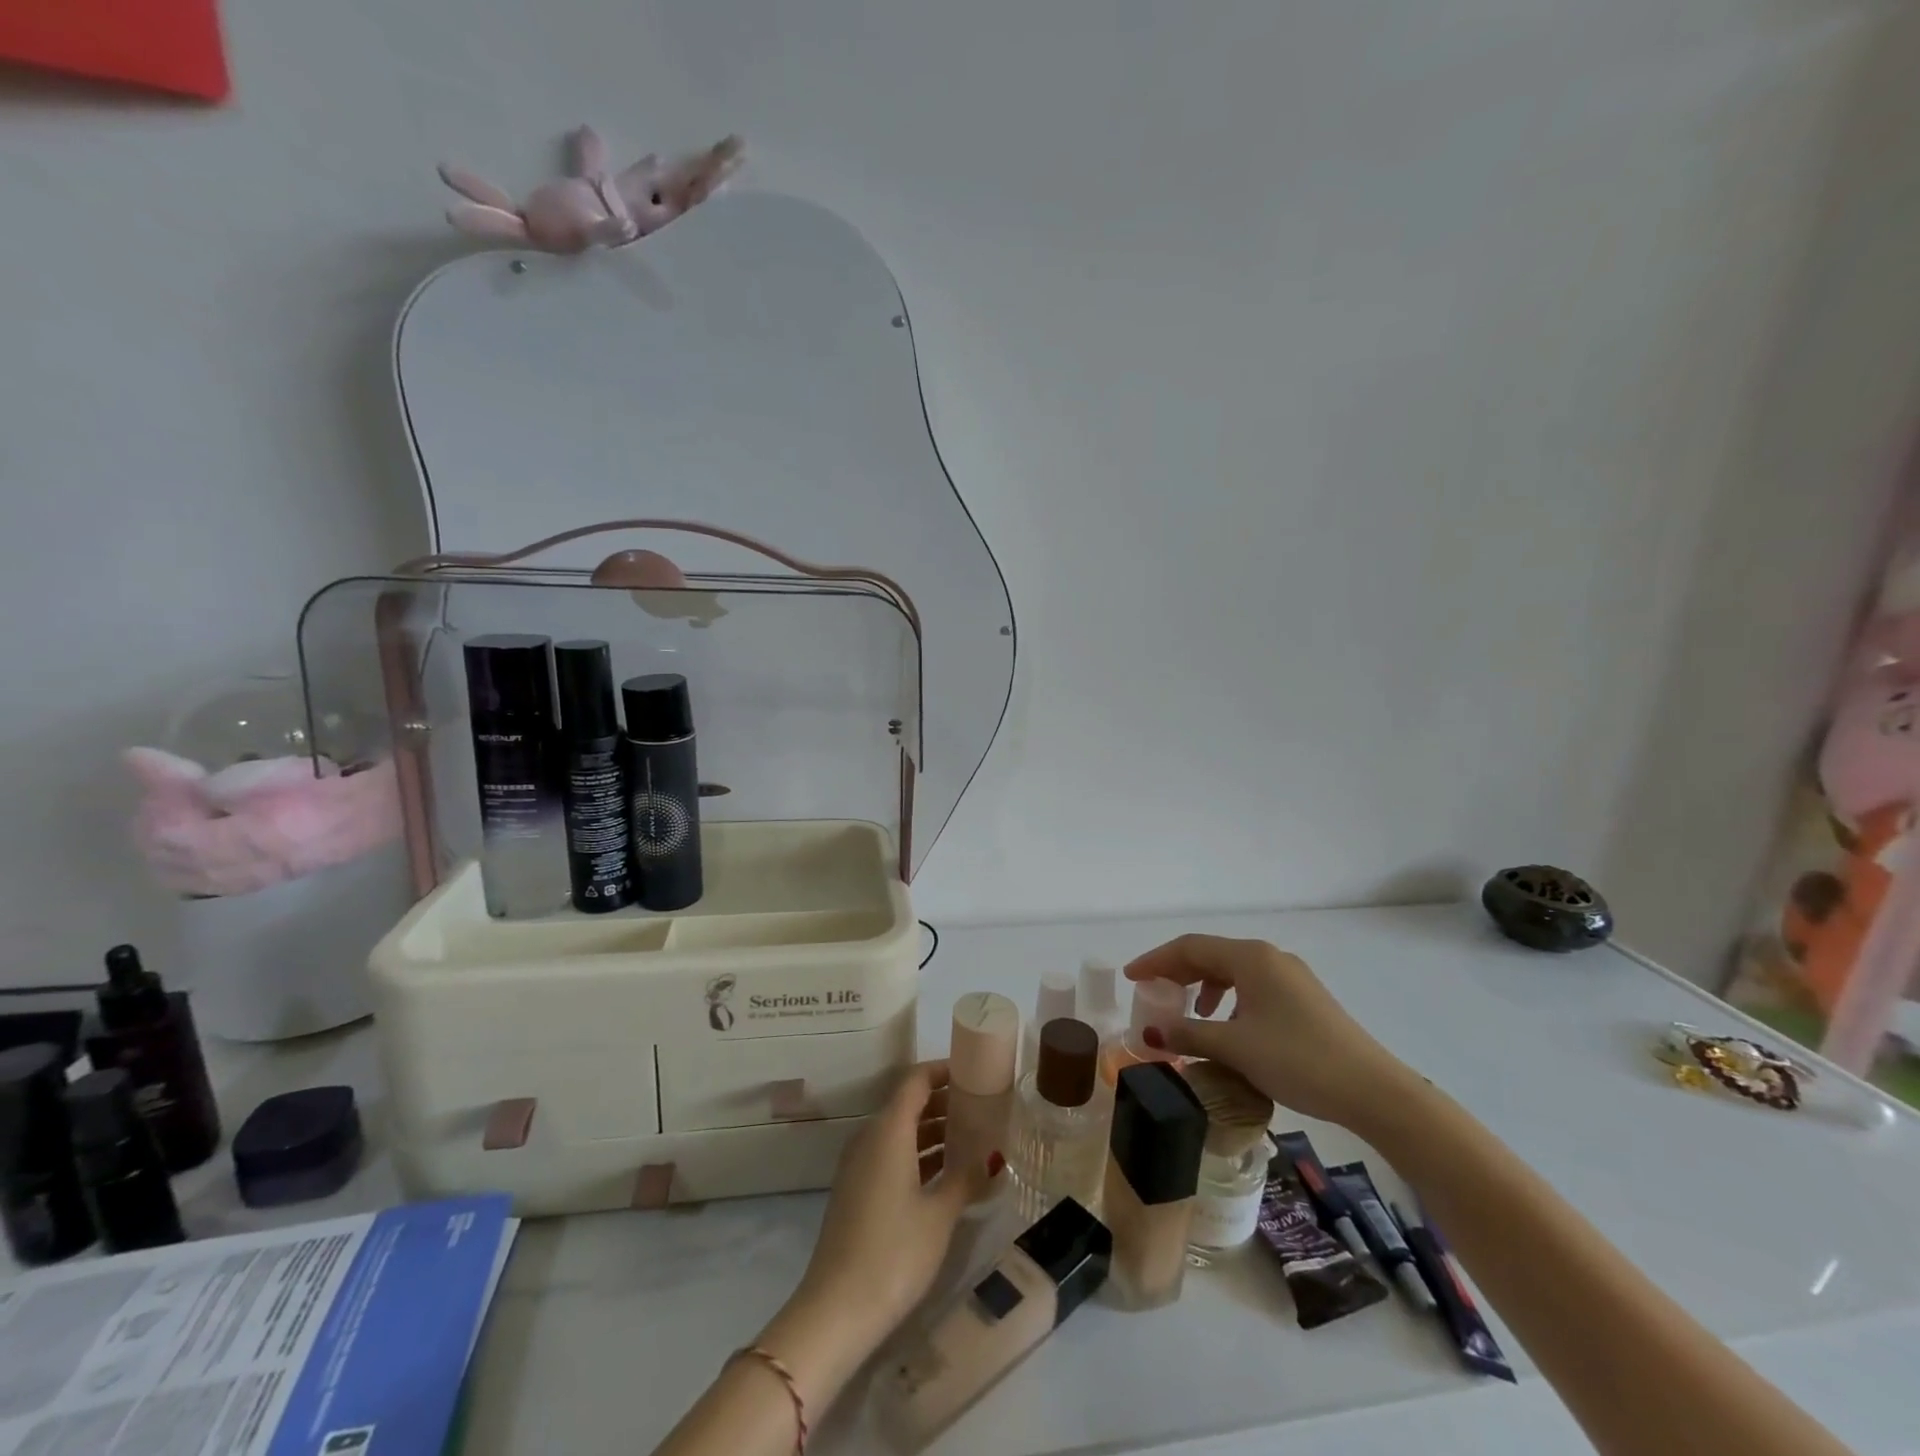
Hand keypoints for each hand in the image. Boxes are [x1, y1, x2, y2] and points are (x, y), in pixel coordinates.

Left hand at [796, 1060, 993, 1342]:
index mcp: (888, 1129)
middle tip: (982, 1108)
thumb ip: (966, 1177)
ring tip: (972, 1139)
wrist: (836, 1310)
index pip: (915, 1080)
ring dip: (933, 1130)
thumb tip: (992, 1156)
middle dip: (944, 1102)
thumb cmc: (894, 1252)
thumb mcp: (939, 1214)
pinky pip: (891, 1155)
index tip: (974, 1074)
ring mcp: (859, 1165)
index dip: (944, 1071)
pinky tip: (946, 1174)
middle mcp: (870, 1137)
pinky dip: (918, 1154)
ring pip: (900, 1131)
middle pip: (908, 1103)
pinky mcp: (857, 1191)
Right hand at [1126, 934, 1417, 1129]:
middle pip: (1211, 955)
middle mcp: (1269, 957)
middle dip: (1178, 972)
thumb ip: (1189, 1035)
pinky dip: (1229, 999)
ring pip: (1233, 971)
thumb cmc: (1297, 1060)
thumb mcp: (1235, 1048)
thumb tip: (1150, 1034)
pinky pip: (1252, 987)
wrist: (1373, 1091)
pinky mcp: (1304, 998)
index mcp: (1250, 957)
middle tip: (1152, 994)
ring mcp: (1290, 976)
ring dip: (1204, 986)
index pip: (1190, 947)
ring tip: (1189, 1013)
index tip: (1131, 977)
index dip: (1156, 960)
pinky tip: (1227, 1027)